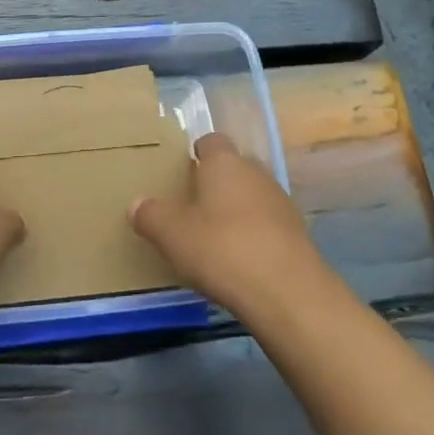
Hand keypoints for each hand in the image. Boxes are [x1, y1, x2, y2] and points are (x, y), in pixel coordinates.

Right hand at [129, 132, 329, 316]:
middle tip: (190, 205)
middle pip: (233, 168)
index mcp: (224, 163)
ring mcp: (281, 202)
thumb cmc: (221, 249)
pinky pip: (266, 224)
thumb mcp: (171, 234)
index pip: (211, 141)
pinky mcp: (297, 233)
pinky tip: (238, 259)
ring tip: (212, 235)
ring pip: (251, 196)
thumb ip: (150, 215)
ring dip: (235, 209)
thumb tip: (136, 204)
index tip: (181, 170)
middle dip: (215, 182)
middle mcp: (256, 173)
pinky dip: (252, 234)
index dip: (196, 152)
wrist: (287, 293)